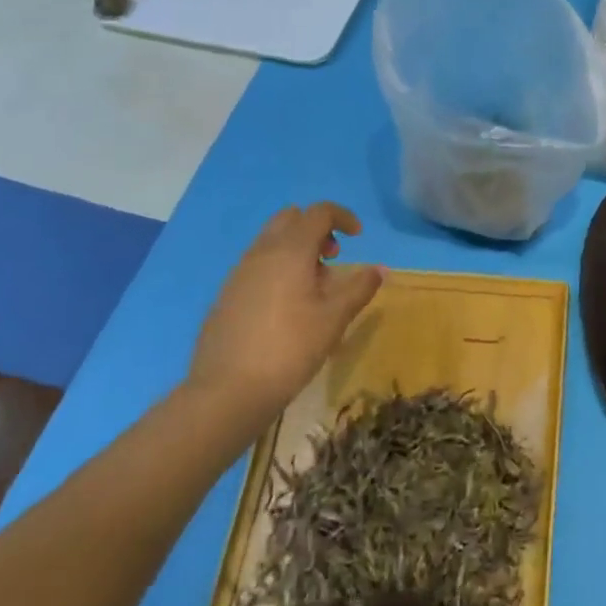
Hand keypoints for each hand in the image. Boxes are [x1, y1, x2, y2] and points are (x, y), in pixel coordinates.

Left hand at [184, 203, 383, 426]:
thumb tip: (379, 269)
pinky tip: (285, 309)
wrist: (225, 393)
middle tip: (333, 258)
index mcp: (291, 250)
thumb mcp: (334, 319)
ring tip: (313, 289)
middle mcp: (262, 252)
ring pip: (271, 242)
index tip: (358, 237)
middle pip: (291, 218)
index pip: (319, 212)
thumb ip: (359, 288)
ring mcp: (239, 273)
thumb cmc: (289, 349)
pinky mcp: (226, 295)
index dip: (343, 217)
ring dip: (297, 250)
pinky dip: (277, 269)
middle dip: (316, 229)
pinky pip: (257, 265)